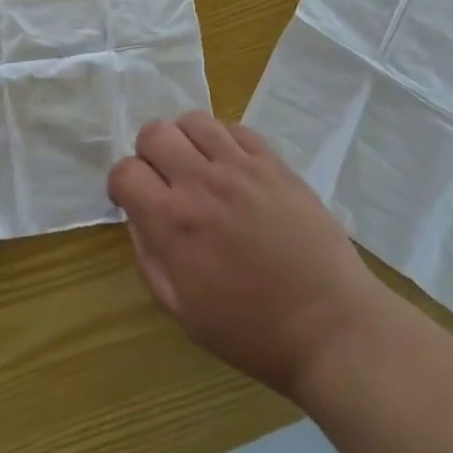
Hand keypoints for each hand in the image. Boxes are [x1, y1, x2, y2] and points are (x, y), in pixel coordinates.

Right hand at [107, 112, 388, 401]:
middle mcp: (201, 182)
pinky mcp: (273, 162)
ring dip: (185, 140)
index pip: (125, 171)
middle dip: (149, 154)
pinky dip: (223, 140)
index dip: (122, 185)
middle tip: (164, 180)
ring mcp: (241, 167)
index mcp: (173, 222)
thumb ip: (149, 258)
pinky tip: (231, 167)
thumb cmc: (252, 331)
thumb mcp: (182, 311)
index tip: (133, 200)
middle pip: (154, 133)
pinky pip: (235, 128)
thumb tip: (137, 217)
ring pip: (194, 121)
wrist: (330, 326)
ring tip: (197, 167)